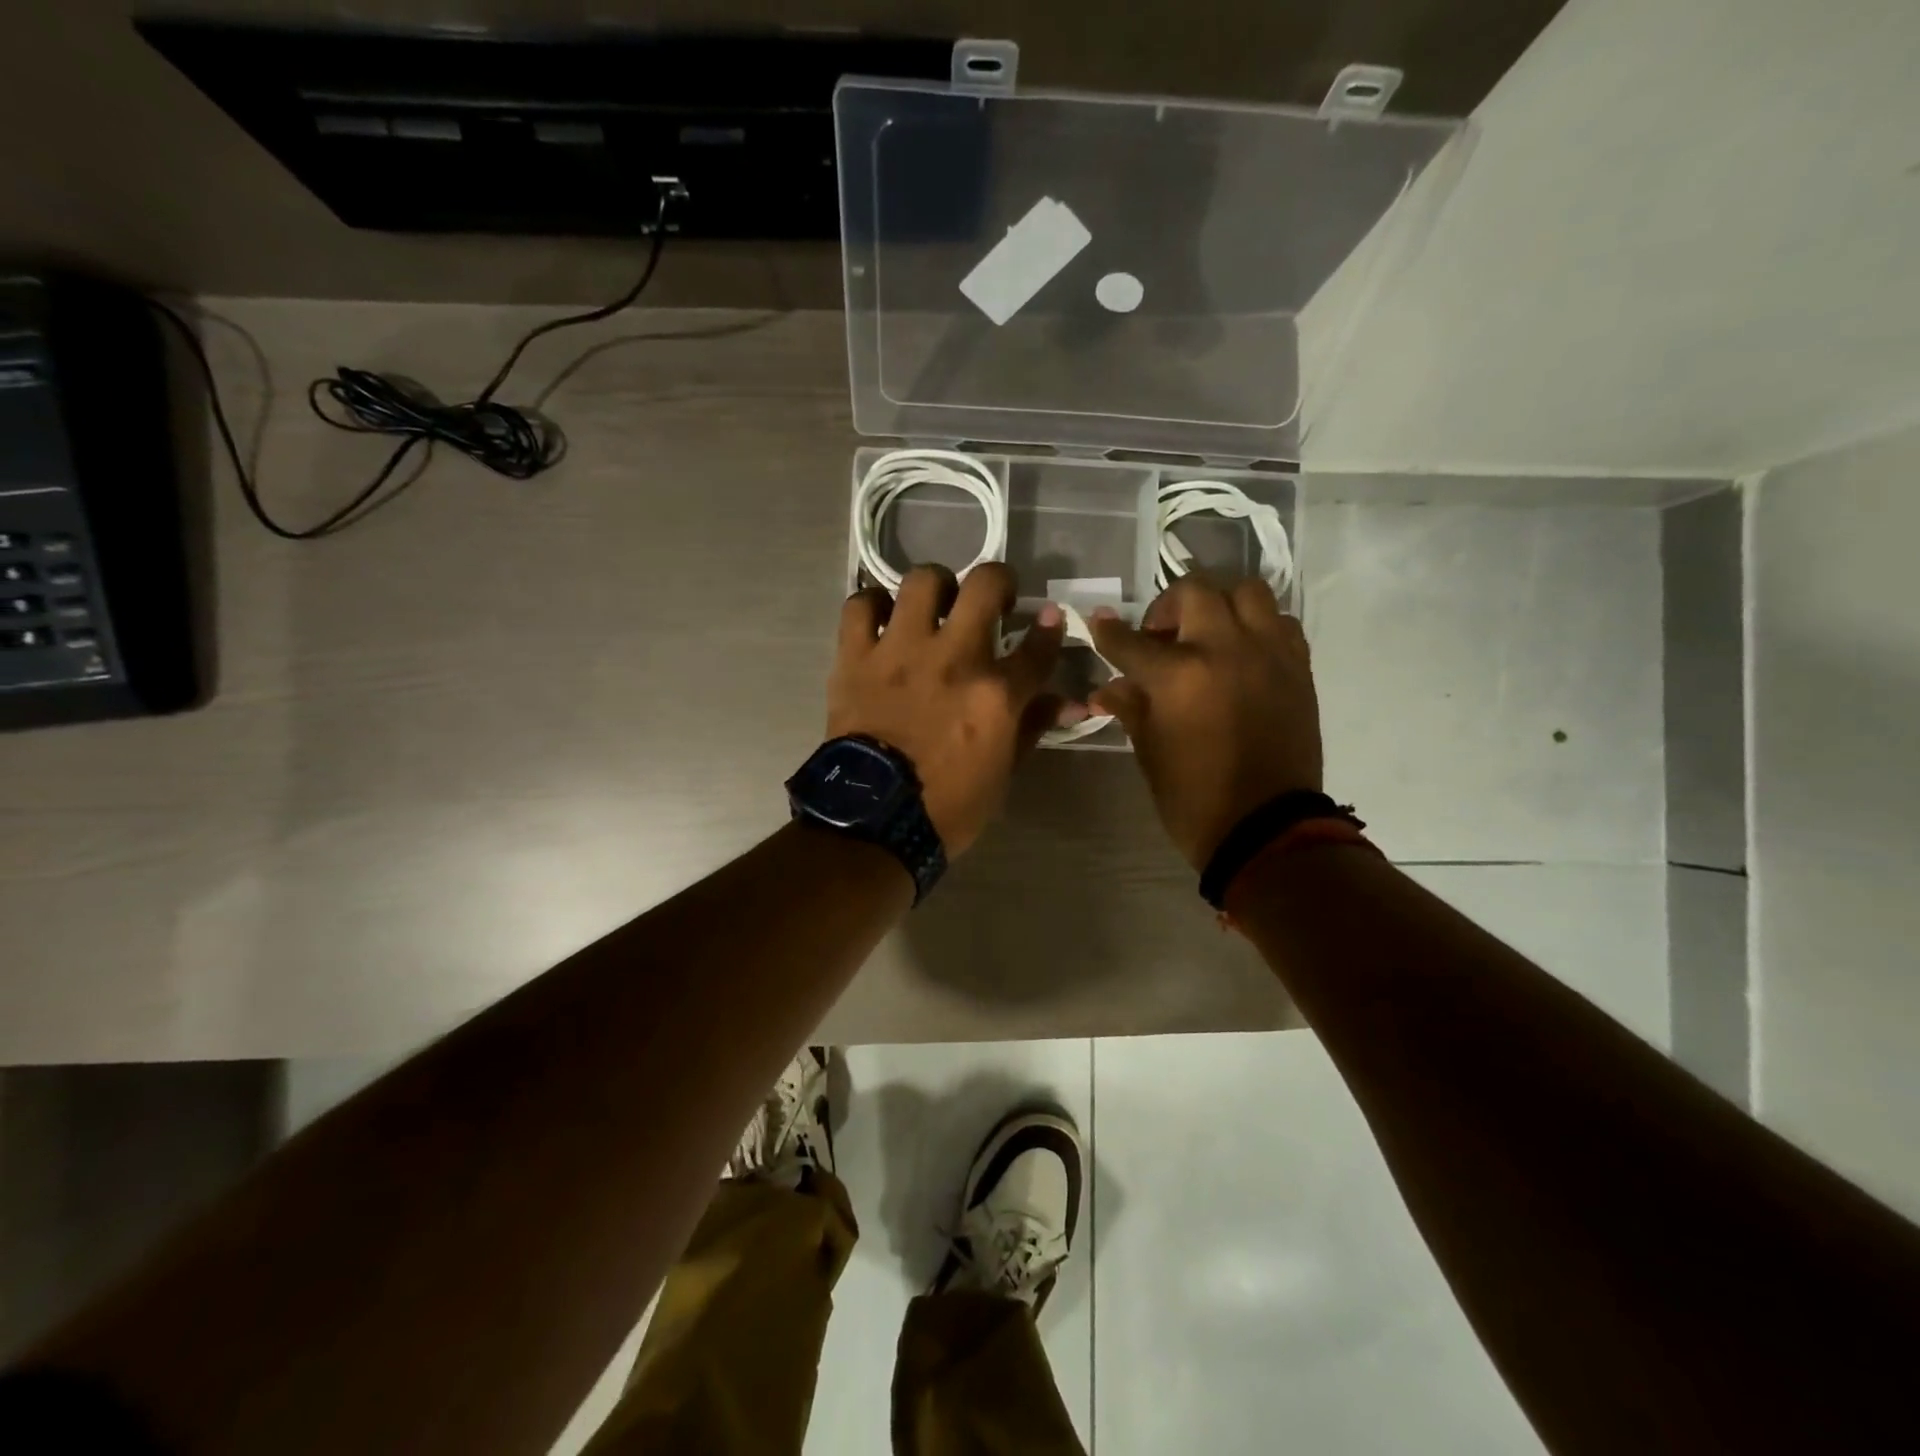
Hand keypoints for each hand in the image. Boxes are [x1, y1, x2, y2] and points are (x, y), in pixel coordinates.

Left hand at [827, 563, 1065, 855]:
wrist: (872, 822)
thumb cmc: (947, 806)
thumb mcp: (1003, 773)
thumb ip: (1032, 726)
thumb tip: (1069, 702)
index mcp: (996, 694)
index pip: (1038, 646)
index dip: (1050, 629)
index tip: (1048, 619)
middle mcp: (953, 658)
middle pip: (985, 585)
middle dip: (999, 581)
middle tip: (993, 600)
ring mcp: (900, 651)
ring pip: (922, 581)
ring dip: (936, 586)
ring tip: (935, 605)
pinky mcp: (856, 657)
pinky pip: (860, 606)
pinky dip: (872, 606)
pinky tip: (881, 620)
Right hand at [1090, 577, 1322, 870]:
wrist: (1267, 828)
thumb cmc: (1194, 797)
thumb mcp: (1150, 752)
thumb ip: (1130, 707)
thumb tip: (1107, 687)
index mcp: (1179, 676)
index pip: (1131, 641)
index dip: (1109, 632)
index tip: (1099, 623)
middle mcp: (1225, 649)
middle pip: (1195, 591)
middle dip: (1168, 605)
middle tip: (1161, 634)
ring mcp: (1268, 653)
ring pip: (1246, 592)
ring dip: (1219, 603)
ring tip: (1207, 633)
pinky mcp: (1298, 667)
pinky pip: (1279, 622)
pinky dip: (1257, 625)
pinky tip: (1243, 651)